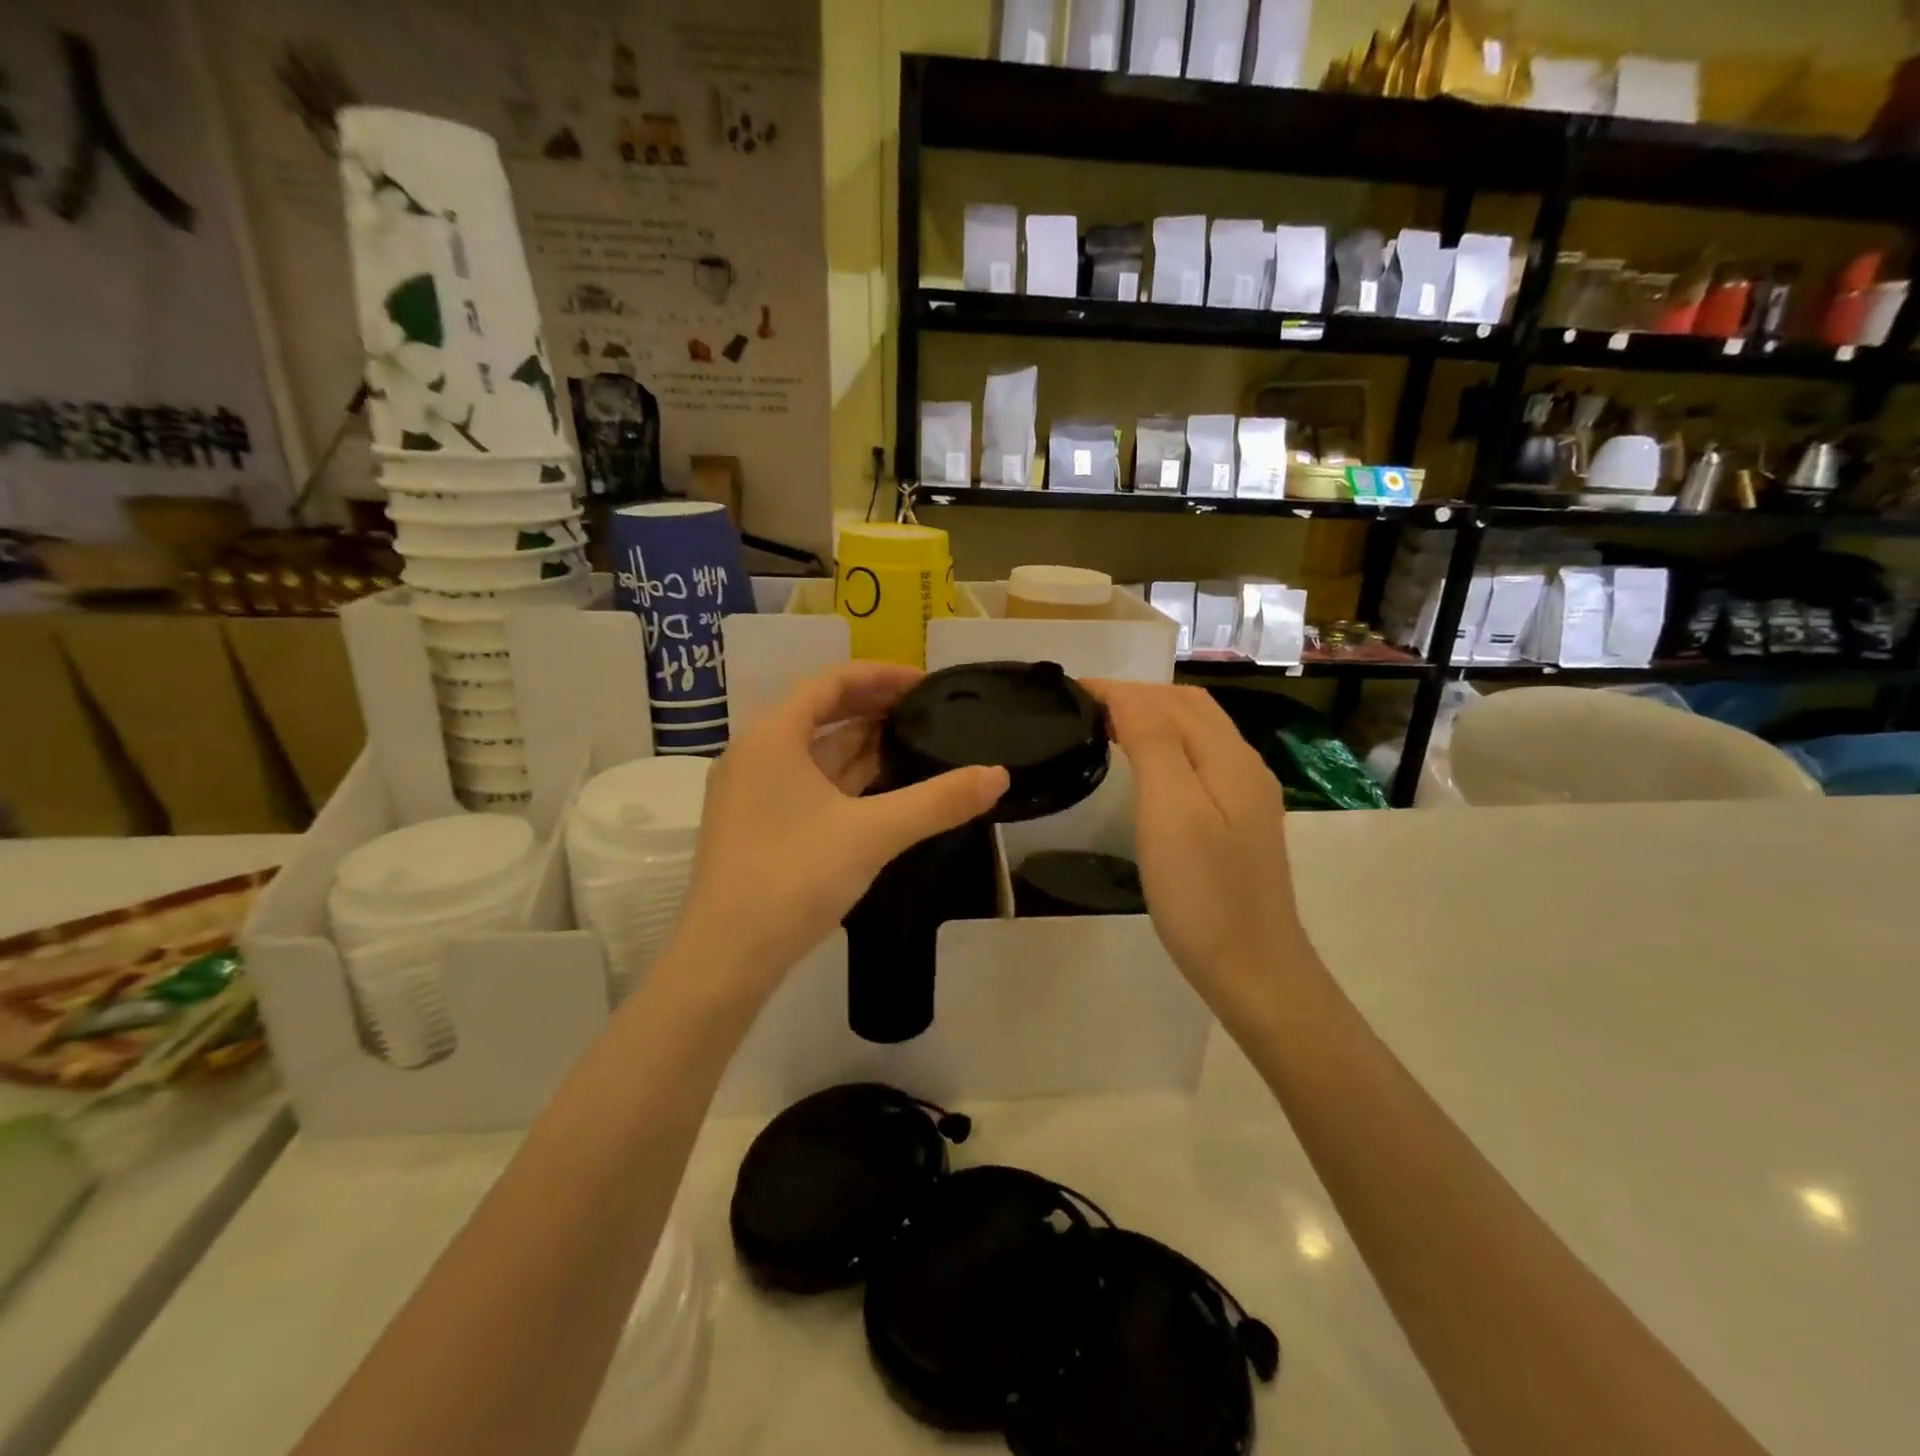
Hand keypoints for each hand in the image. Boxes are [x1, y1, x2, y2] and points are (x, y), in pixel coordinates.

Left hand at [668, 663, 1008, 1005]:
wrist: (726, 957)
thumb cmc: (794, 876)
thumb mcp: (874, 833)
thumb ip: (938, 801)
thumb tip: (999, 775)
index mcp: (772, 737)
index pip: (830, 682)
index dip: (879, 675)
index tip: (924, 683)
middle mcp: (755, 755)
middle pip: (820, 713)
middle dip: (873, 708)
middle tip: (925, 711)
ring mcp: (751, 794)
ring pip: (813, 753)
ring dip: (860, 745)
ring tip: (911, 744)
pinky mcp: (755, 827)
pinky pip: (806, 784)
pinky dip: (843, 780)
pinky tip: (879, 792)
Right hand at [1088, 682, 1309, 1012]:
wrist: (1254, 969)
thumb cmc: (1203, 893)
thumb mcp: (1171, 811)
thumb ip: (1153, 743)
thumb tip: (1127, 695)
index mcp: (1228, 758)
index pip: (1169, 701)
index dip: (1120, 690)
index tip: (1071, 690)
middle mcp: (1243, 766)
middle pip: (1191, 709)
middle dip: (1139, 696)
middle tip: (1086, 707)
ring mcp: (1246, 797)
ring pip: (1197, 734)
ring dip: (1153, 718)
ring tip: (1107, 728)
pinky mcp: (1239, 823)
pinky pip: (1200, 761)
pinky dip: (1166, 746)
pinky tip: (1146, 768)